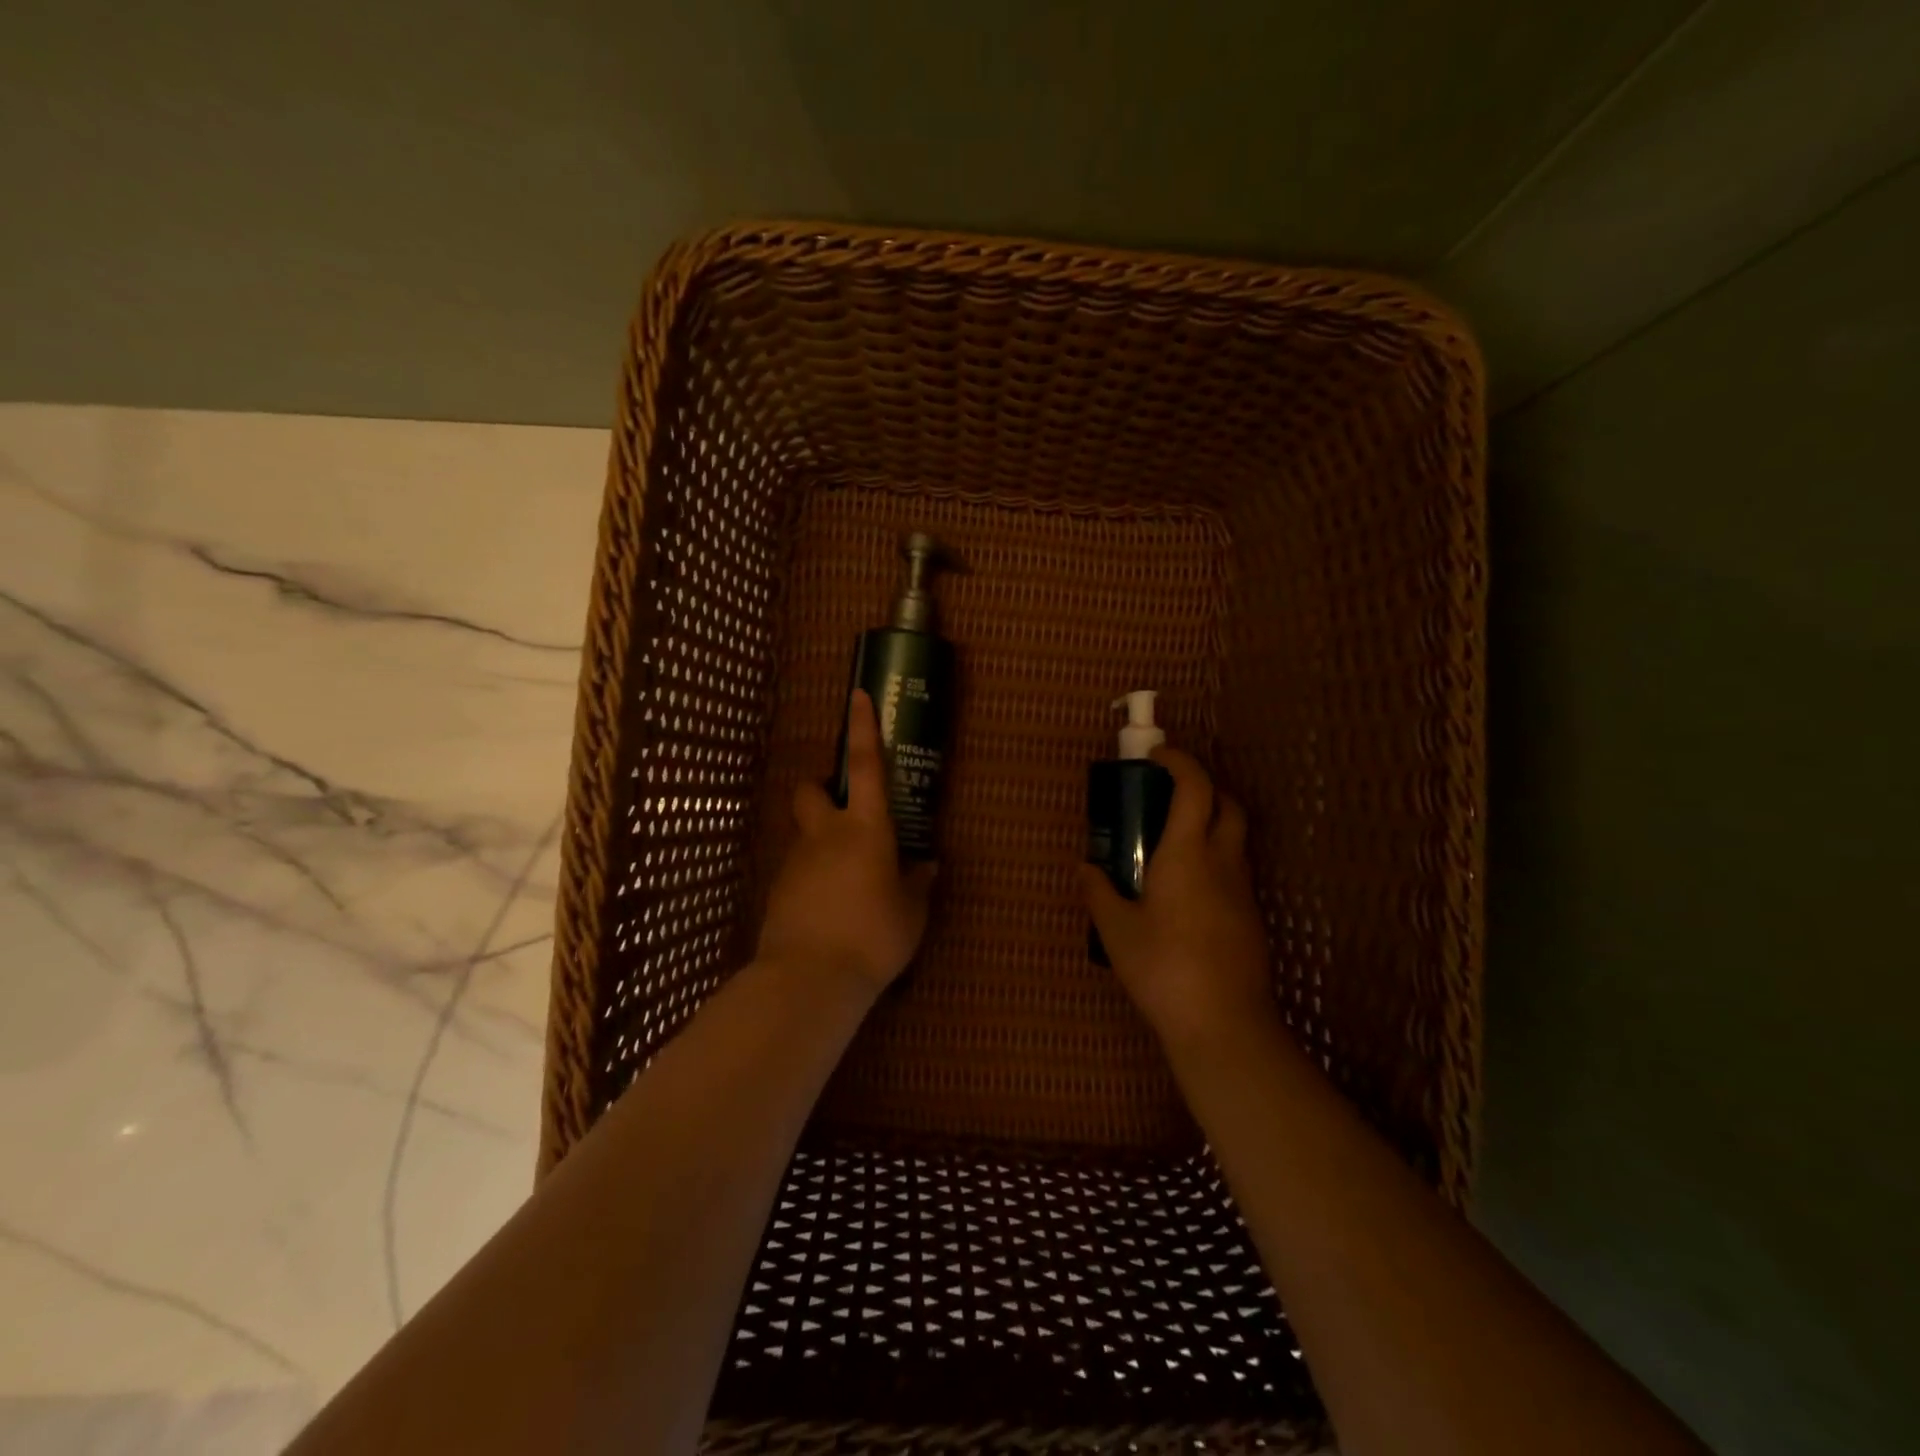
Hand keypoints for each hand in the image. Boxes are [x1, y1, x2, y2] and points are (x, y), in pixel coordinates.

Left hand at [758, 690, 936, 997]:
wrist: (810, 977)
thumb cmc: (873, 935)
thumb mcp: (911, 913)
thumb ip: (918, 884)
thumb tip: (927, 866)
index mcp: (865, 829)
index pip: (866, 765)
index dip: (863, 727)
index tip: (858, 695)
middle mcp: (826, 834)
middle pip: (810, 789)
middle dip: (822, 788)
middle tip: (844, 810)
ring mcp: (796, 861)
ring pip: (804, 832)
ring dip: (821, 840)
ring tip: (847, 880)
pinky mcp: (778, 889)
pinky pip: (797, 869)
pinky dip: (813, 876)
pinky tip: (829, 908)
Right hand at [1079, 747, 1278, 1054]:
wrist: (1224, 1024)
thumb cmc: (1163, 968)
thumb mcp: (1116, 930)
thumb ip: (1098, 892)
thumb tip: (1085, 867)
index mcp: (1187, 854)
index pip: (1195, 787)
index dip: (1179, 761)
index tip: (1156, 757)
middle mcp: (1222, 862)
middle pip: (1227, 804)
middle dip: (1203, 787)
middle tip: (1169, 797)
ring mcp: (1243, 891)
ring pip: (1235, 839)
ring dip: (1210, 825)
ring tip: (1171, 846)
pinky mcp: (1251, 918)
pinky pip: (1235, 871)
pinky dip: (1214, 861)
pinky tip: (1186, 893)